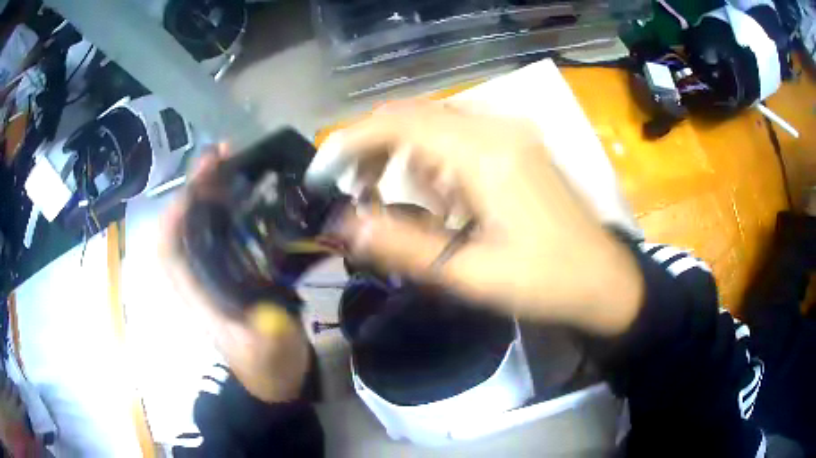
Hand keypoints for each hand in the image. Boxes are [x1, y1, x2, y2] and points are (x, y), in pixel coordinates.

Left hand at [159, 146, 309, 402]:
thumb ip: (266, 340)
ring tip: (233, 161)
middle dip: (195, 189)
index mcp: (196, 296)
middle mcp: (197, 277)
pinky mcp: (230, 267)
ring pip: (201, 222)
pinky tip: (247, 188)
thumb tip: (271, 317)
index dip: (176, 215)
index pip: (168, 250)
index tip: (197, 186)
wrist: (275, 375)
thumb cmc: (267, 366)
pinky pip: (221, 228)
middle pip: (183, 225)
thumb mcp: (268, 356)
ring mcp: (213, 270)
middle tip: (221, 156)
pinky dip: (228, 205)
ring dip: (211, 191)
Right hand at [309, 101, 643, 335]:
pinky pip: (460, 136)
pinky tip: (443, 197)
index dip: (350, 143)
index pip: (398, 123)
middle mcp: (497, 128)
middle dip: (373, 148)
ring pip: (435, 123)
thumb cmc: (545, 282)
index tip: (323, 174)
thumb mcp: (469, 274)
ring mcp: (511, 133)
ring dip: (403, 154)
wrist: (604, 280)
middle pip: (413, 115)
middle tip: (356, 191)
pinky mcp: (519, 145)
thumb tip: (343, 225)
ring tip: (396, 199)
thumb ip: (402, 246)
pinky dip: (434, 160)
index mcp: (485, 154)